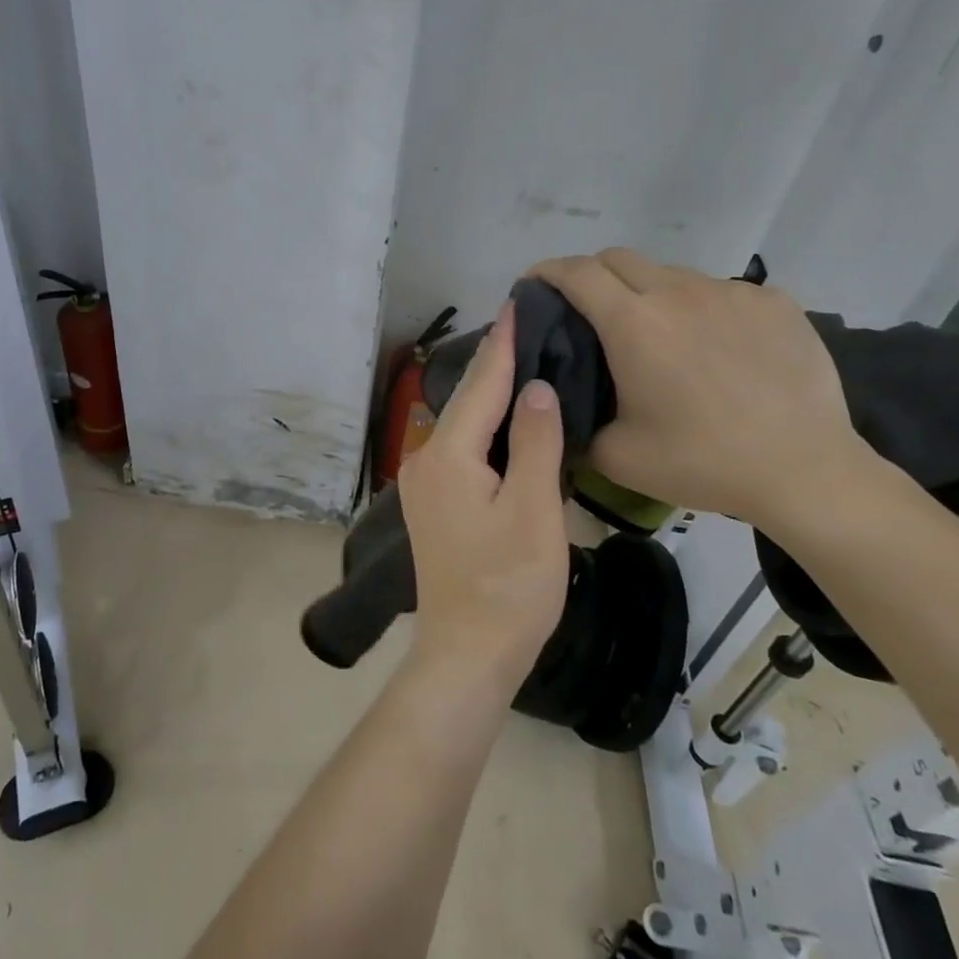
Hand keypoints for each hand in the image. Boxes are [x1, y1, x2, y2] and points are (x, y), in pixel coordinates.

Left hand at [397, 301, 568, 690]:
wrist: (467, 654)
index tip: (515, 303)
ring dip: (490, 394)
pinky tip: (506, 418)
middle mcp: (425, 459)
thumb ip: (534, 444)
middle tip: (527, 326)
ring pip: (463, 424)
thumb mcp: (534, 512)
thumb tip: (535, 388)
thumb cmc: (509, 586)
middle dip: (496, 363)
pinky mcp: (433, 502)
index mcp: (448, 456)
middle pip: (467, 401)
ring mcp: (424, 482)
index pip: (481, 386)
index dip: (502, 345)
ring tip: (523, 361)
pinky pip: (461, 447)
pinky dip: (485, 426)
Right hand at [530, 249, 871, 530]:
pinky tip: (716, 349)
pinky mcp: (773, 302)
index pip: (577, 272)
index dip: (547, 271)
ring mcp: (730, 292)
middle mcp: (678, 292)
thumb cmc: (704, 462)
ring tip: (660, 337)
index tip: (534, 285)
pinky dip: (701, 309)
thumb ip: (577, 422)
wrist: (806, 471)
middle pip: (618, 258)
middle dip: (591, 275)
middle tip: (588, 311)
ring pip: (671, 275)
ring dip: (648, 294)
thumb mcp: (618, 457)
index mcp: (634, 324)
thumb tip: (559, 405)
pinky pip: (720, 292)